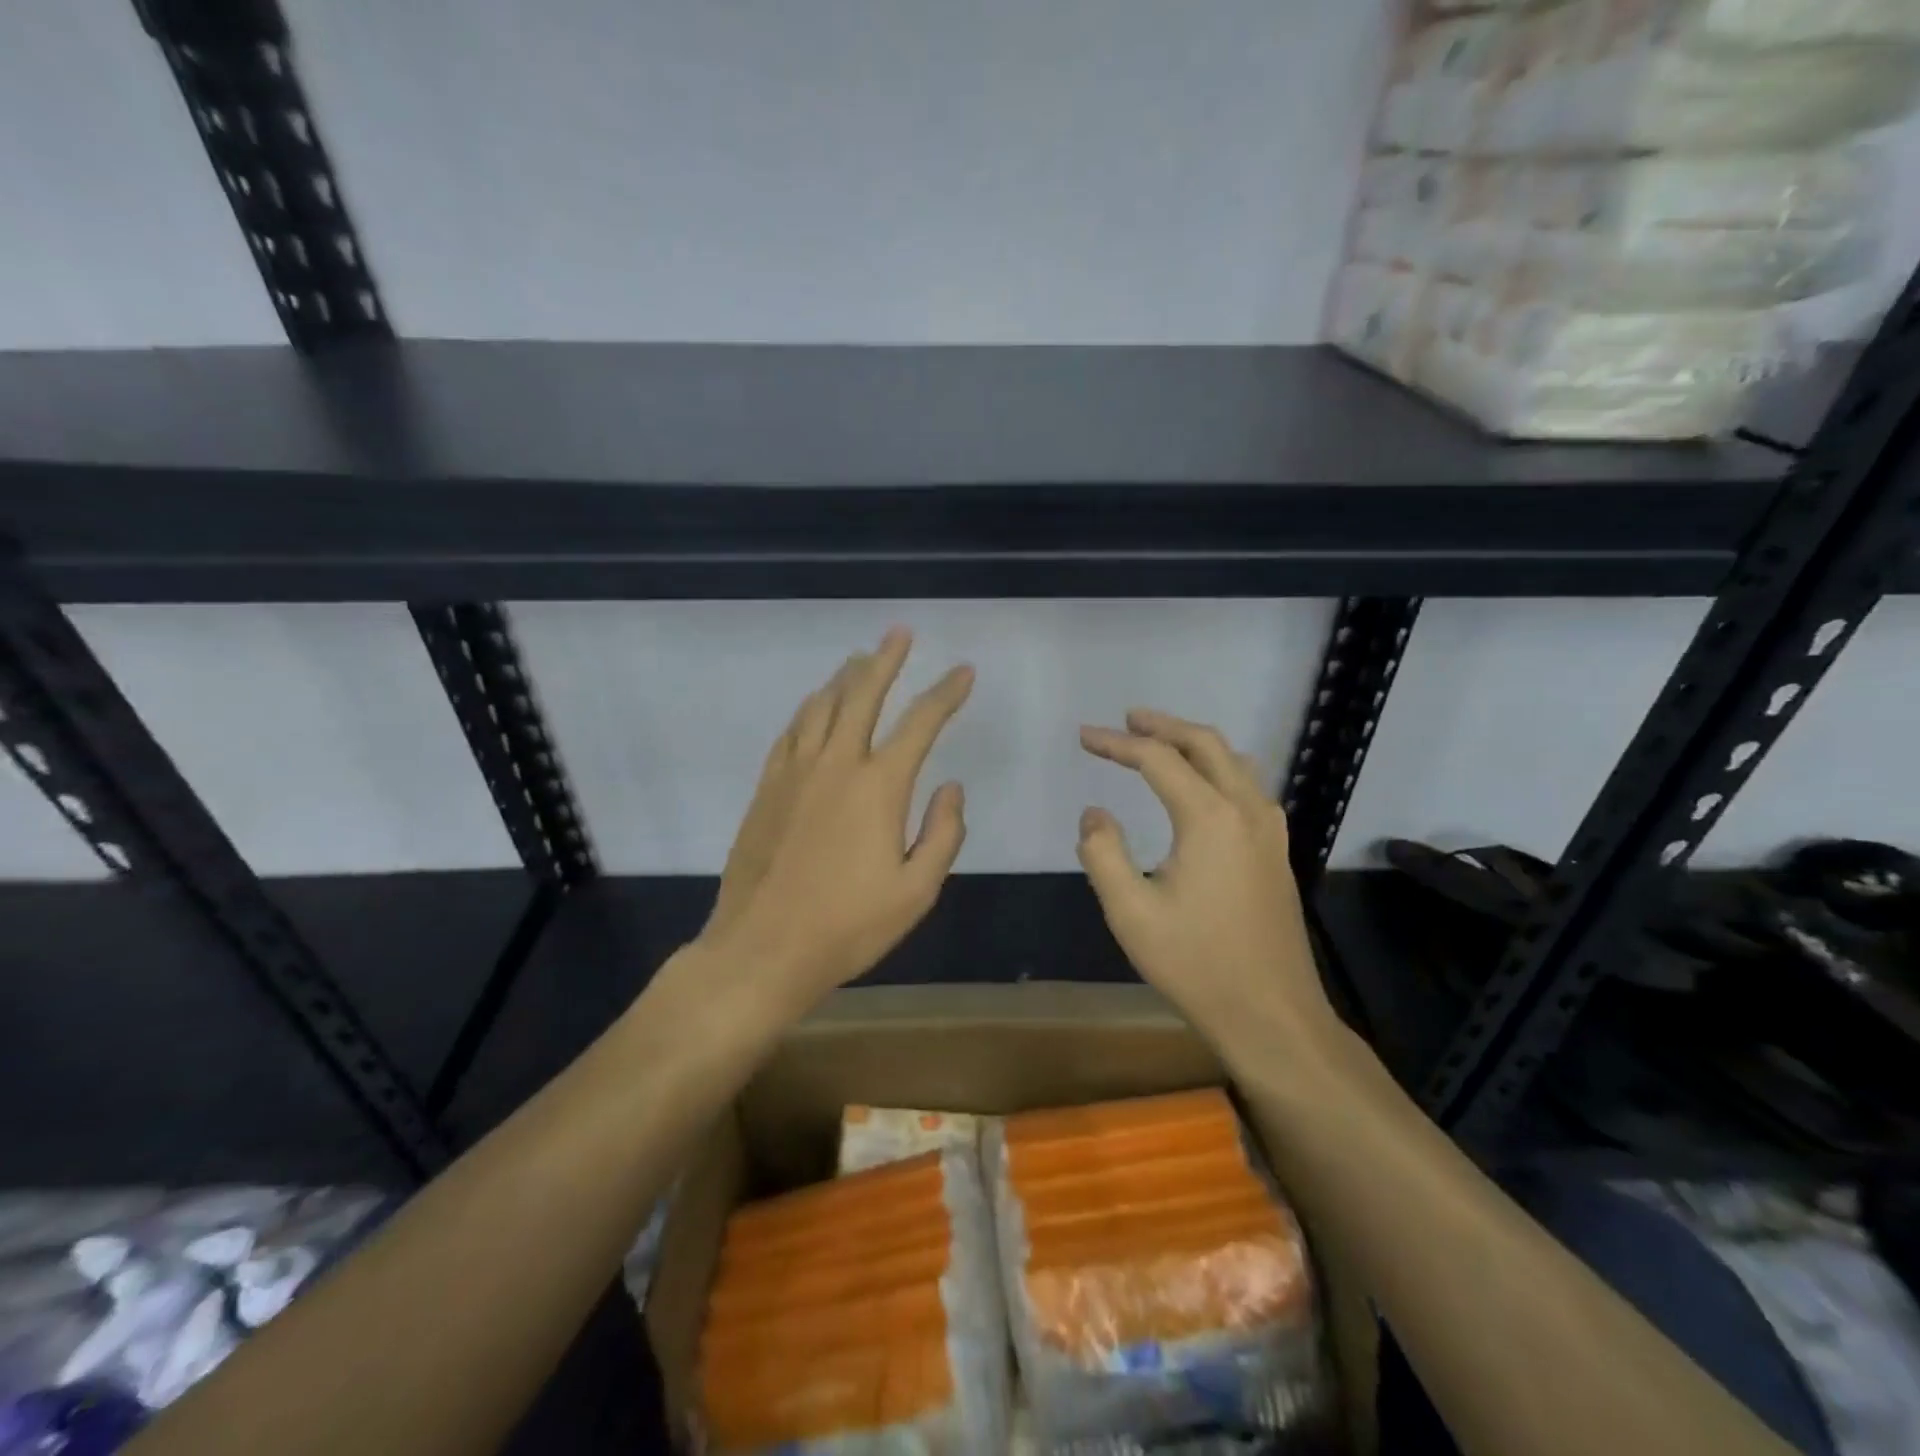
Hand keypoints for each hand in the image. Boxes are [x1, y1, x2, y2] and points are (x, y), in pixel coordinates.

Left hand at [699, 628, 972, 1010]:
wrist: (763, 948)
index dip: (946, 693)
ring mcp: (795, 772)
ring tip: (859, 660)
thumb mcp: (917, 891)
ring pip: (821, 706)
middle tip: (899, 633)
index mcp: (879, 786)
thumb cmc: (848, 925)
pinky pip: (791, 732)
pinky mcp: (767, 787)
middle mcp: (836, 764)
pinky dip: (808, 710)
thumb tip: (952, 788)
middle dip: (886, 659)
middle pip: (862, 695)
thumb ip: (943, 833)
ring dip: (844, 677)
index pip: (921, 723)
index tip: (963, 671)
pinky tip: (814, 706)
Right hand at [1077, 710, 1335, 1046]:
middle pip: (1204, 743)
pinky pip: (1248, 786)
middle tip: (1126, 720)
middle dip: (1162, 726)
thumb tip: (1094, 812)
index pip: (1158, 760)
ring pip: (1233, 761)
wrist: (1271, 1014)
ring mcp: (1269, 830)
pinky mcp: (1277, 851)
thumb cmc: (1196, 963)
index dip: (1117, 744)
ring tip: (1160, 741)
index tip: (1084, 736)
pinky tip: (1204, 785)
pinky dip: (1218, 767)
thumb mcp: (1130, 912)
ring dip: (1194, 742)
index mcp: (1210, 817)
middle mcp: (1246, 810)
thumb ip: (1103, 853)